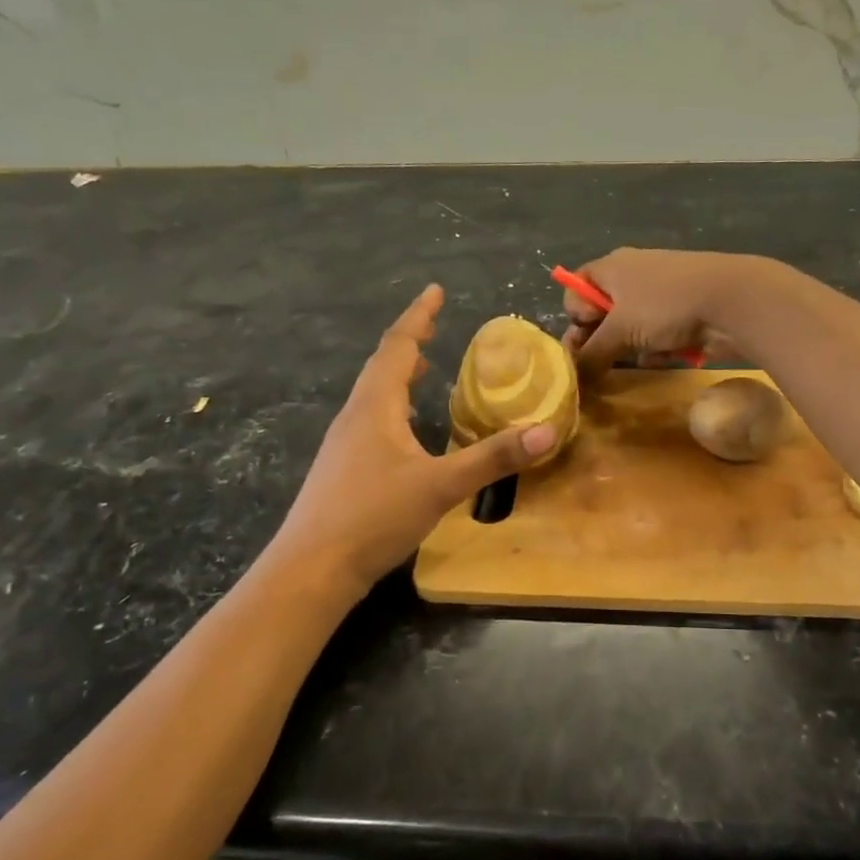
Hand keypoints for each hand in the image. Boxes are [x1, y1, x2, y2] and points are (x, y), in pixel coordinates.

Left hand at [270, 285, 557, 593]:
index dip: (419, 317)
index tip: (434, 291)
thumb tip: (547, 430)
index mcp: (375, 406)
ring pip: (374, 395)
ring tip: (422, 370)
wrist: (312, 568)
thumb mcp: (441, 486)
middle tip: (434, 328)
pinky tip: (406, 432)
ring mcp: (343, 444)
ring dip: (398, 375)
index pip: (397, 346)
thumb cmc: (374, 516)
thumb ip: (493, 458)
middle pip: (381, 366)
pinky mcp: (342, 470)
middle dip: (409, 343)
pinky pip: (371, 421)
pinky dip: (393, 408)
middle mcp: (355, 416)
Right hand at [560, 248, 756, 371]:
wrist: (732, 301)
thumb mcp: (620, 331)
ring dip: (629, 347)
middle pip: (602, 311)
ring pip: (630, 328)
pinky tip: (663, 356)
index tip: (586, 334)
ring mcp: (659, 294)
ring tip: (639, 357)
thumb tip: (575, 375)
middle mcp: (632, 275)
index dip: (574, 314)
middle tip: (601, 363)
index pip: (576, 287)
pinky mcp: (681, 313)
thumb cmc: (665, 306)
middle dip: (601, 338)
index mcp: (611, 267)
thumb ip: (592, 353)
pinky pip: (655, 335)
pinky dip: (655, 348)